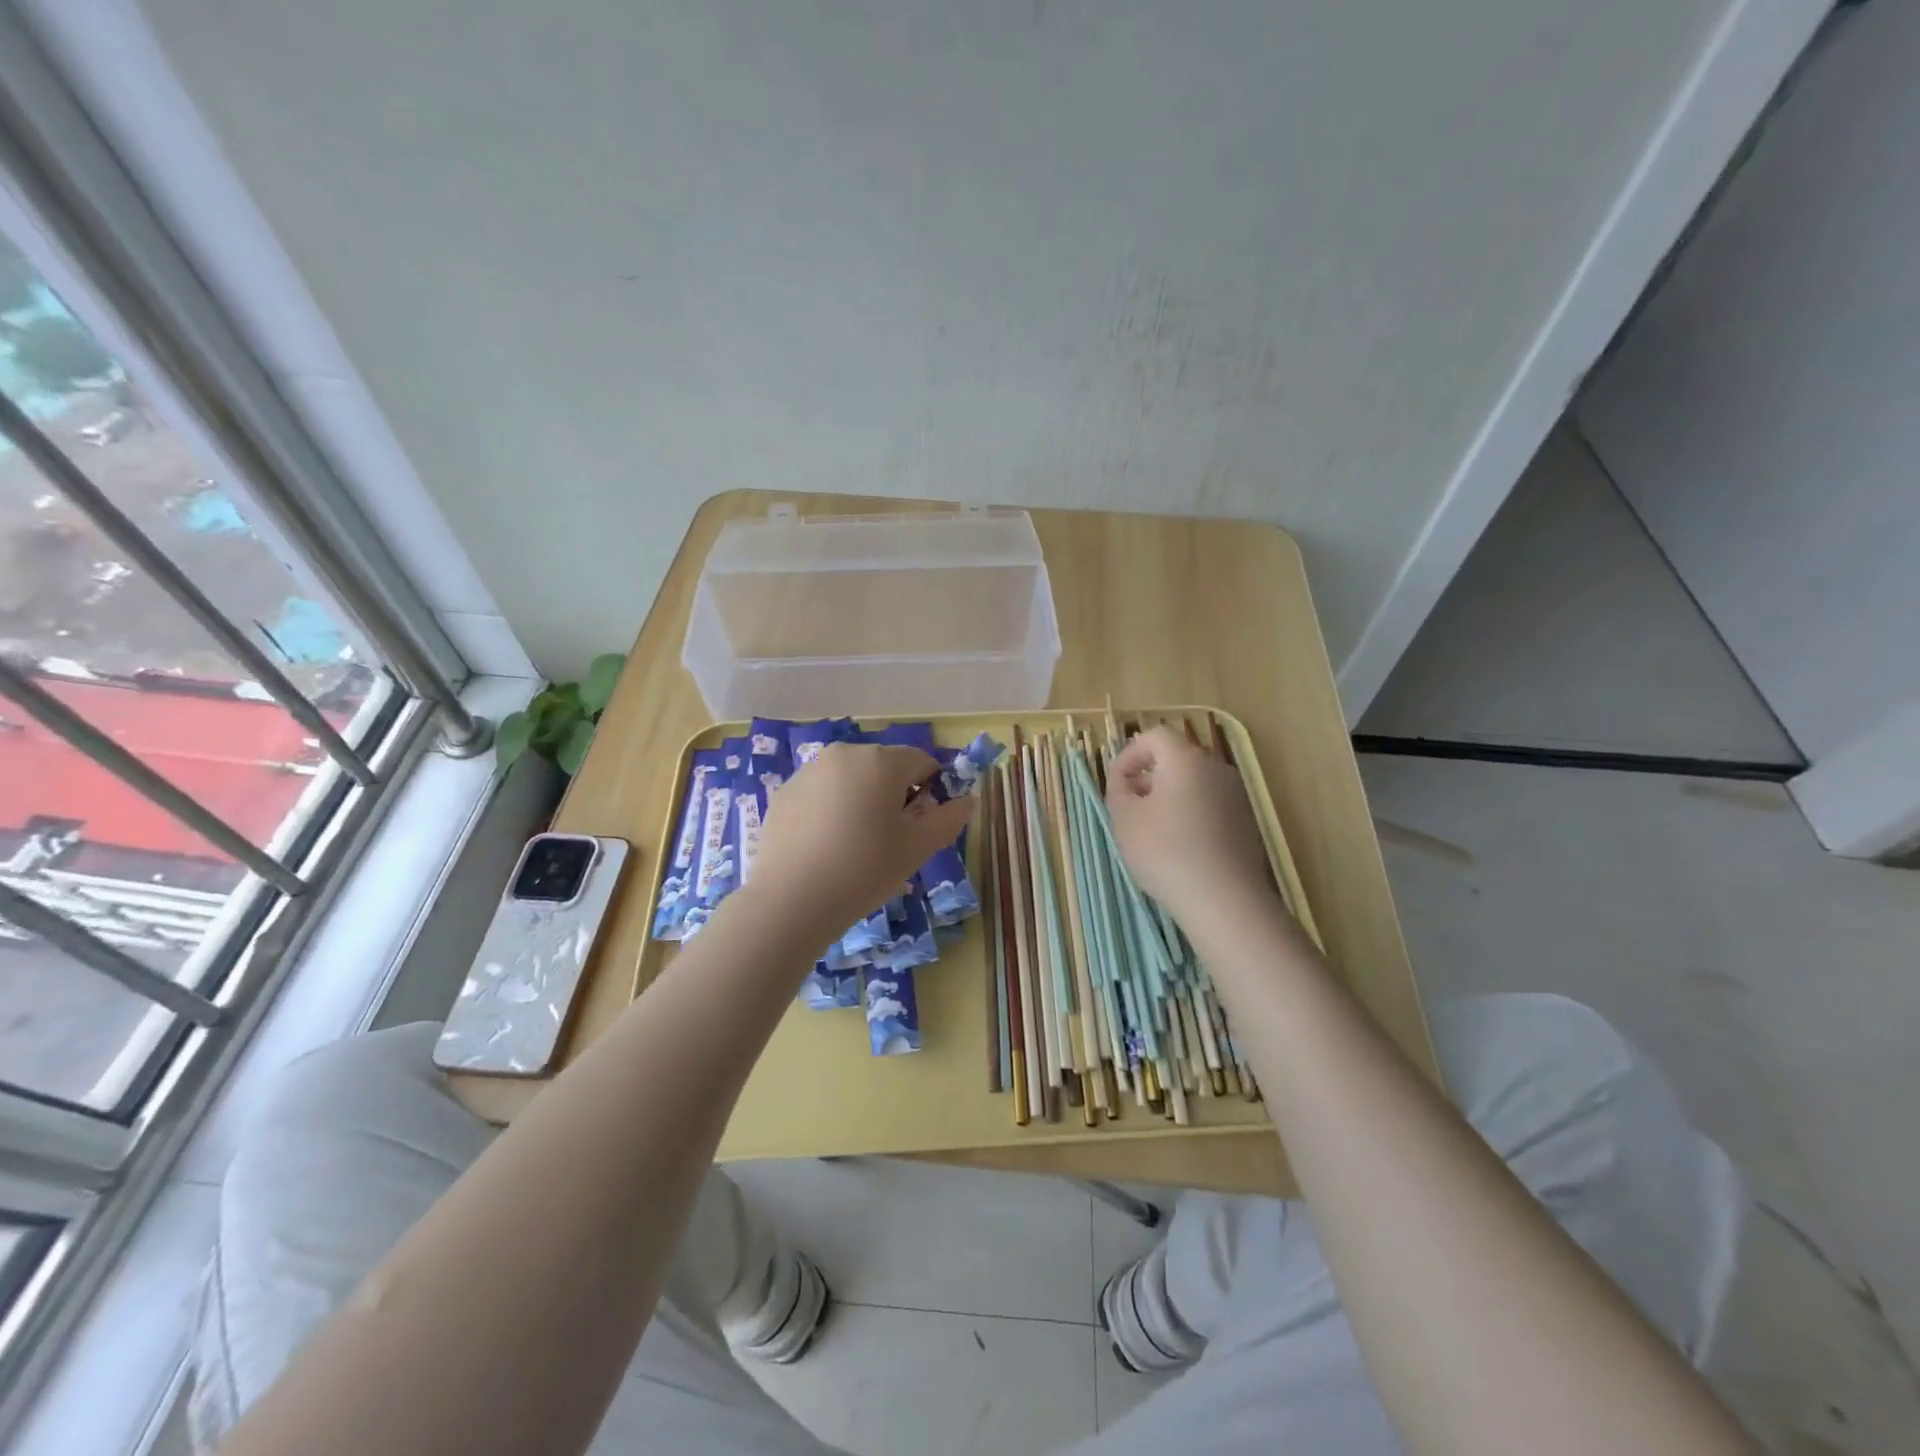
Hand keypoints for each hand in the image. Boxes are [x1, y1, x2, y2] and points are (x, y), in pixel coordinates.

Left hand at [745, 743, 975, 945]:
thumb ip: (949, 818)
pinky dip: (832, 810)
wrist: (790, 901)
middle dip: (895, 796)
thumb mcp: (917, 848)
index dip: (931, 791)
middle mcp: (844, 754)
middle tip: (890, 841)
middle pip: (885, 767)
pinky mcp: (784, 792)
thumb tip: (968, 799)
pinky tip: (826, 848)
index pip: (922, 762)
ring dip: (863, 801)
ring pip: (852, 779)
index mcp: (881, 761)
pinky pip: (822, 793)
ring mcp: (809, 771)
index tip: (921, 827)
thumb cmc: (864, 870)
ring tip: (855, 847)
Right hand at [1105, 725, 1277, 925]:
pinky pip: (1210, 805)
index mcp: (1186, 759)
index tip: (1117, 783)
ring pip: (1195, 783)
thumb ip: (1118, 790)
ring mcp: (1236, 796)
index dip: (1130, 754)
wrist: (1223, 899)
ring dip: (1170, 796)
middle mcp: (1216, 768)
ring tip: (1152, 830)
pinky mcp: (1246, 823)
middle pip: (1177, 758)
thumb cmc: (1165, 851)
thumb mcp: (1124, 819)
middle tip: (1131, 806)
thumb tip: (1127, 782)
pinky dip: (1190, 814)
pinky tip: (1180, 847)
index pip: (1155, 736)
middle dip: (1150, 776)